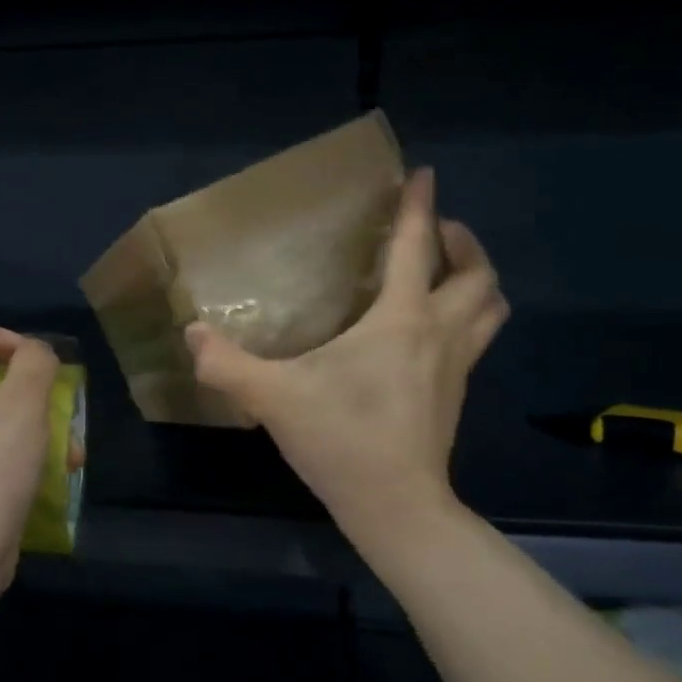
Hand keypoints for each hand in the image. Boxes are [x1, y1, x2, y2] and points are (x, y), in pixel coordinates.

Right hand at [184, 168, 506, 563]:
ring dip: (476, 279)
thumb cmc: (341, 439)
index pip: (416, 248)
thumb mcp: (272, 398)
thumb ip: (226, 364)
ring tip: (444, 272)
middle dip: (463, 242)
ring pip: (491, 308)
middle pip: (479, 275)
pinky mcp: (456, 394)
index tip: (422, 175)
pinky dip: (465, 316)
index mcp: (402, 320)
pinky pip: (476, 337)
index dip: (420, 206)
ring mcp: (457, 366)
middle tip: (435, 232)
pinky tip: (428, 330)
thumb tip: (191, 334)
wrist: (396, 507)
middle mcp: (440, 334)